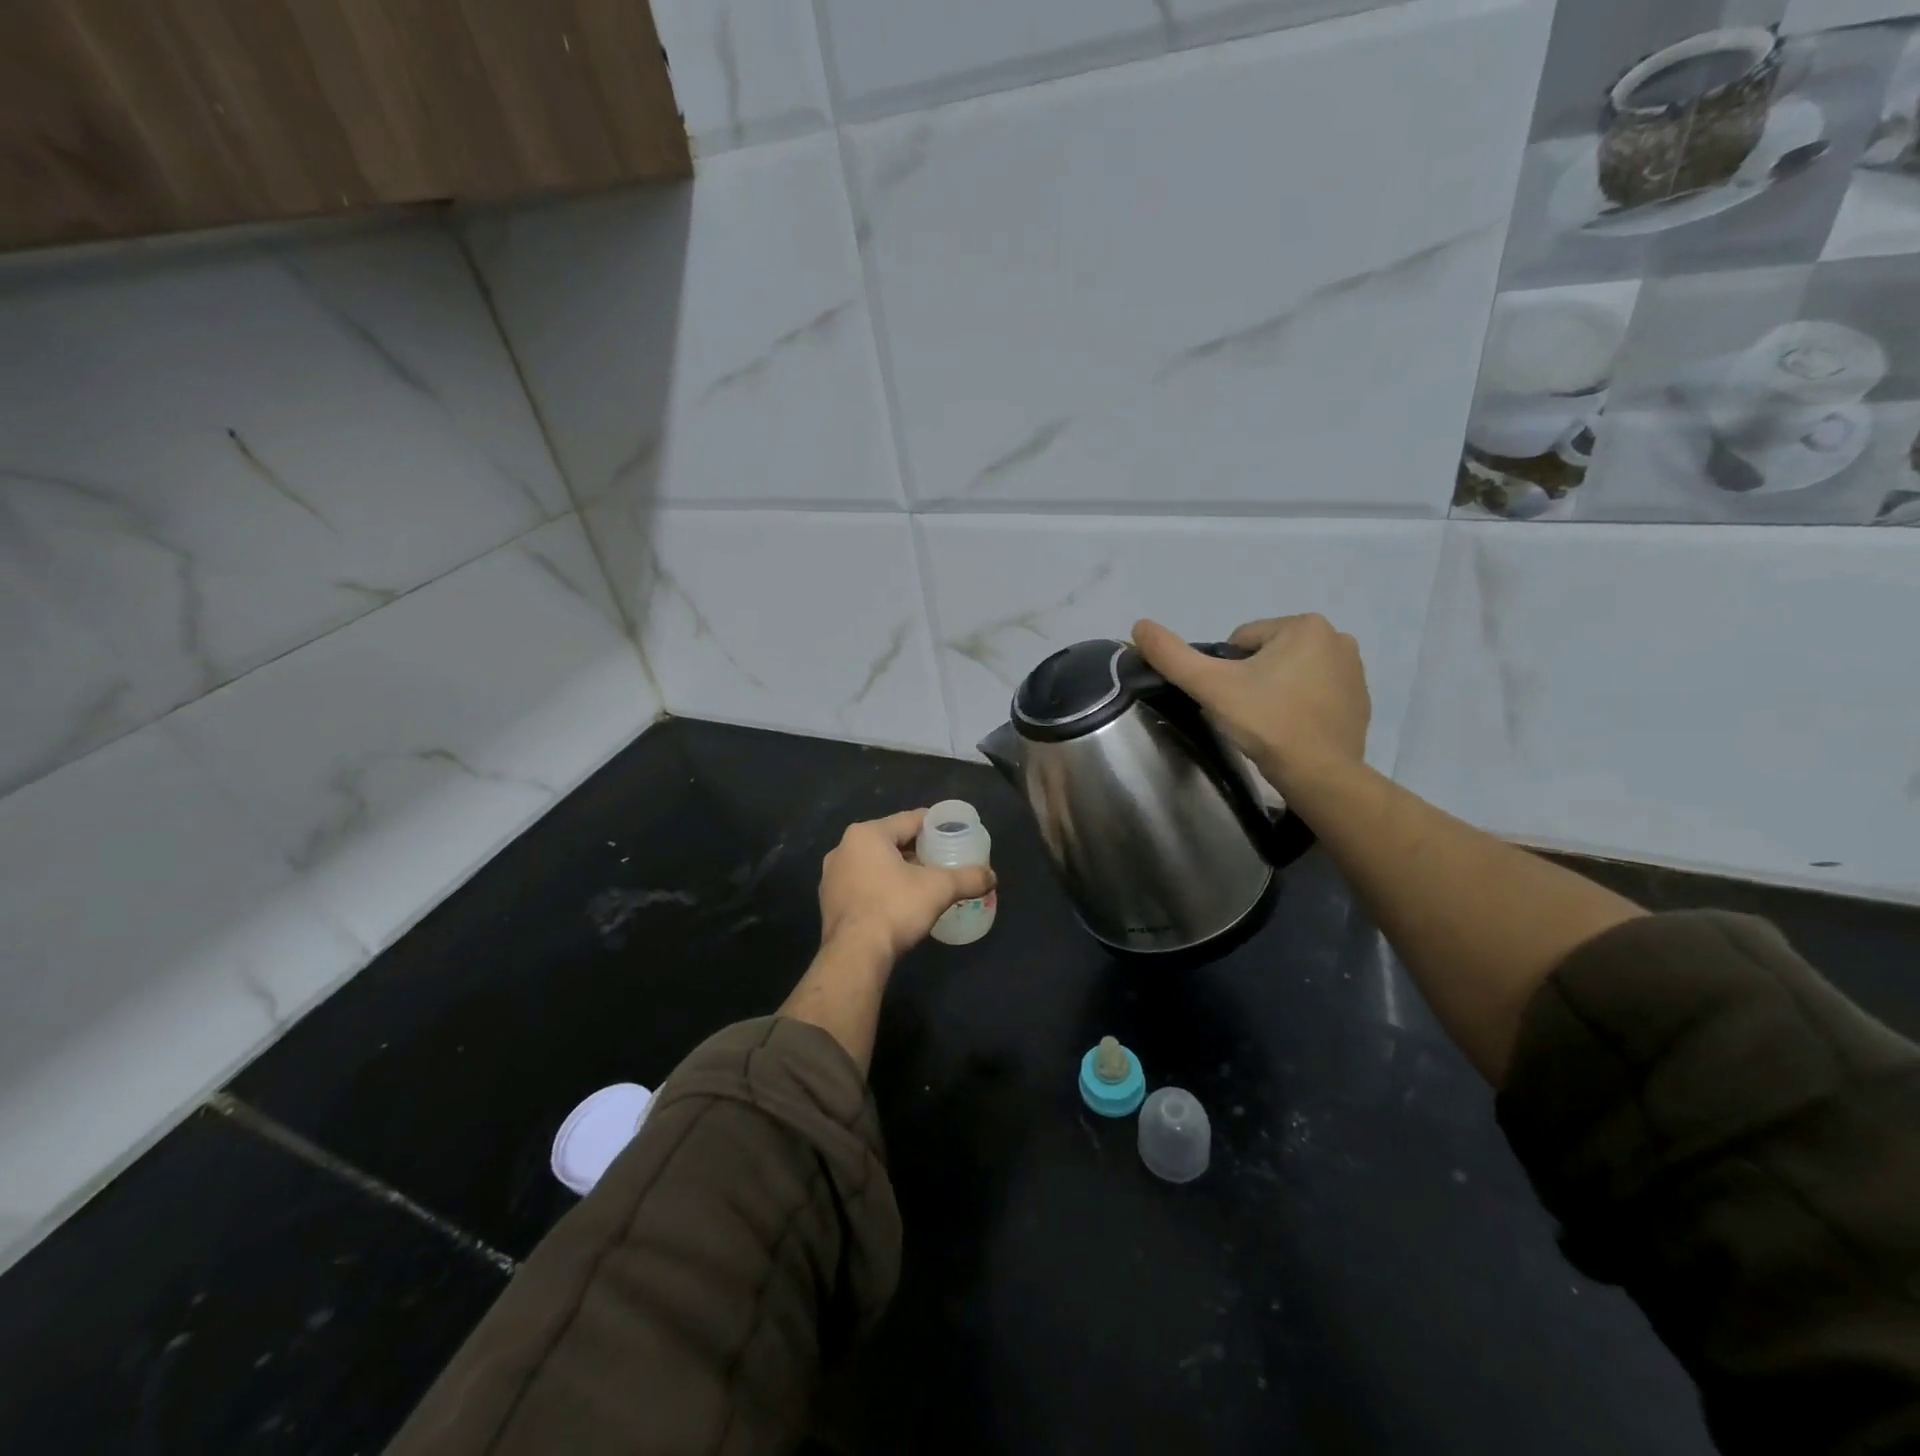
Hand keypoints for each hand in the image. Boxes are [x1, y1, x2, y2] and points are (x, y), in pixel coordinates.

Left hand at [818, 810, 995, 962]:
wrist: (855, 955)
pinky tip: (899, 901)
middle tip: (943, 859)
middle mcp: (844, 848)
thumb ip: (968, 878)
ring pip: (875, 863)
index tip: (955, 834)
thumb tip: (992, 876)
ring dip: (898, 868)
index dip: (936, 826)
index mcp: (867, 834)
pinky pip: (863, 884)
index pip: (910, 820)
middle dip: (917, 849)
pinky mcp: (829, 901)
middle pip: (891, 840)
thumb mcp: (939, 889)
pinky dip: (882, 887)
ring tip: (924, 881)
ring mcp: (832, 876)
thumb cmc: (895, 908)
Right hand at [1131, 614, 1370, 792]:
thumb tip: (1138, 625)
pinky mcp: (1361, 700)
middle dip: (1252, 680)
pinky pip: (1315, 693)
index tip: (1231, 700)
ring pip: (1291, 673)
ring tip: (1269, 724)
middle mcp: (1337, 637)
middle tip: (1247, 714)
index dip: (1225, 672)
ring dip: (1275, 692)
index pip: (1241, 641)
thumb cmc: (1266, 722)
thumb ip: (1172, 654)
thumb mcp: (1210, 686)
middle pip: (1267, 655)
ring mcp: (1355, 670)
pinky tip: (1292, 731)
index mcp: (1305, 625)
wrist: (1320, 774)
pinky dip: (1299, 706)